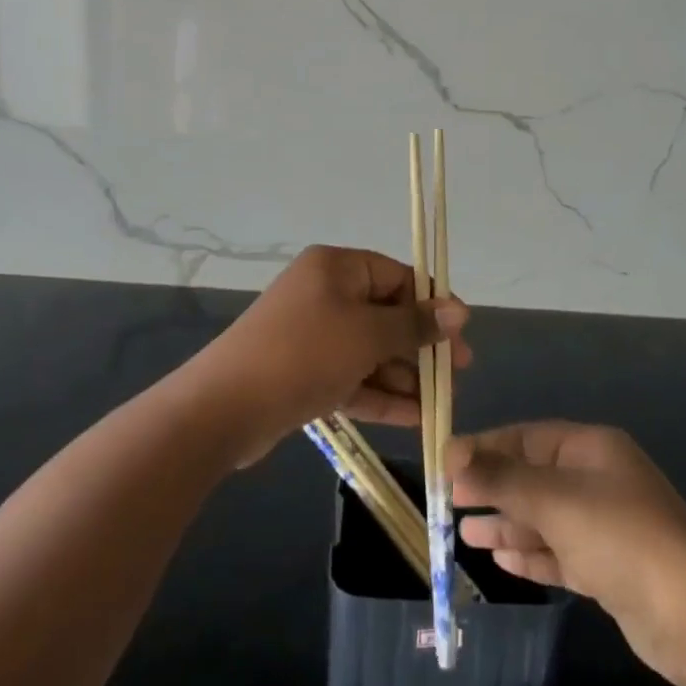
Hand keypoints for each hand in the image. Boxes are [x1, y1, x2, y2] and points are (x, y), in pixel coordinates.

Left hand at [188, 246, 469, 465]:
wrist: (224, 407)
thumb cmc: (304, 354)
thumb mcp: (367, 335)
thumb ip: (415, 324)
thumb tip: (460, 310)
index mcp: (337, 268)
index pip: (397, 276)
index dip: (432, 304)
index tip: (461, 334)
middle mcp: (325, 294)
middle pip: (385, 315)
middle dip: (420, 347)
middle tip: (456, 374)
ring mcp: (313, 335)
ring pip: (370, 351)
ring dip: (404, 376)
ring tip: (441, 404)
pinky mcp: (304, 373)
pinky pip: (352, 377)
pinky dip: (380, 394)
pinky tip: (415, 417)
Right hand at [449, 421, 685, 685]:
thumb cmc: (619, 536)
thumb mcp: (553, 499)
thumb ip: (501, 477)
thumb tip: (452, 453)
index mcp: (591, 448)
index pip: (527, 438)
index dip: (486, 448)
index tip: (446, 465)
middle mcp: (598, 480)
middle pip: (534, 477)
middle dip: (493, 489)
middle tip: (450, 504)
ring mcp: (606, 525)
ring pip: (545, 518)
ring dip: (507, 524)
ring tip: (465, 535)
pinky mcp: (610, 568)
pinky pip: (560, 552)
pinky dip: (532, 554)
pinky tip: (502, 559)